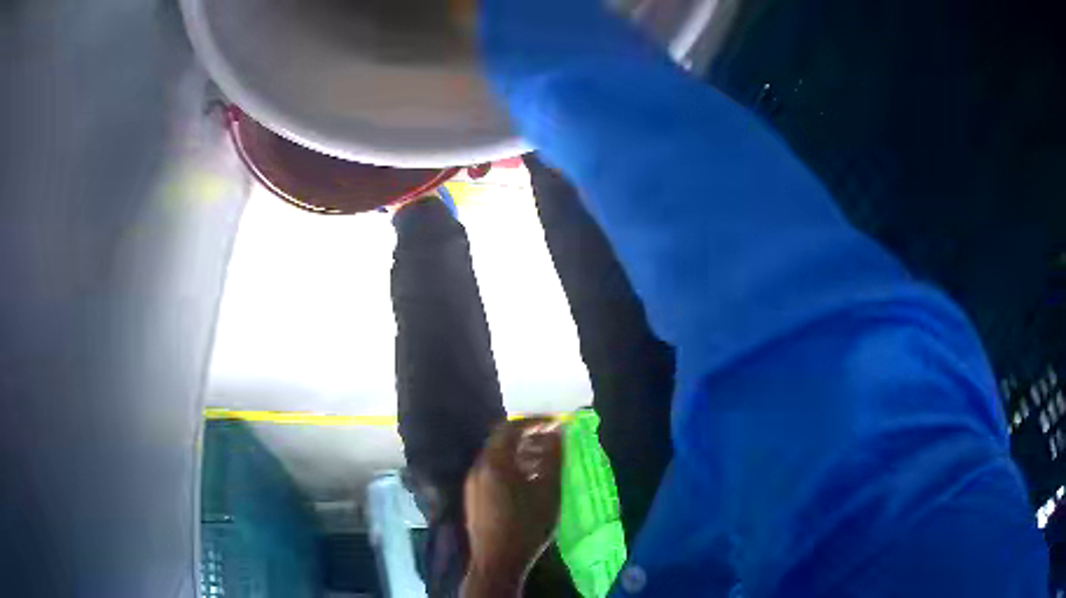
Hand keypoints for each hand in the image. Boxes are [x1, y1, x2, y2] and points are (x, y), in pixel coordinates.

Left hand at [461, 418, 564, 596]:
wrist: (497, 561)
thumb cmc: (526, 526)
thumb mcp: (547, 492)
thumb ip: (553, 459)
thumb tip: (559, 434)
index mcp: (493, 463)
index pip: (511, 428)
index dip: (535, 422)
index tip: (556, 423)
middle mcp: (477, 468)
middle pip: (501, 441)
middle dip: (527, 437)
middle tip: (552, 440)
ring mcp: (472, 483)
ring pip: (496, 457)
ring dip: (519, 453)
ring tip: (544, 461)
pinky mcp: (473, 497)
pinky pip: (491, 471)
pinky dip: (510, 467)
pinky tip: (527, 480)